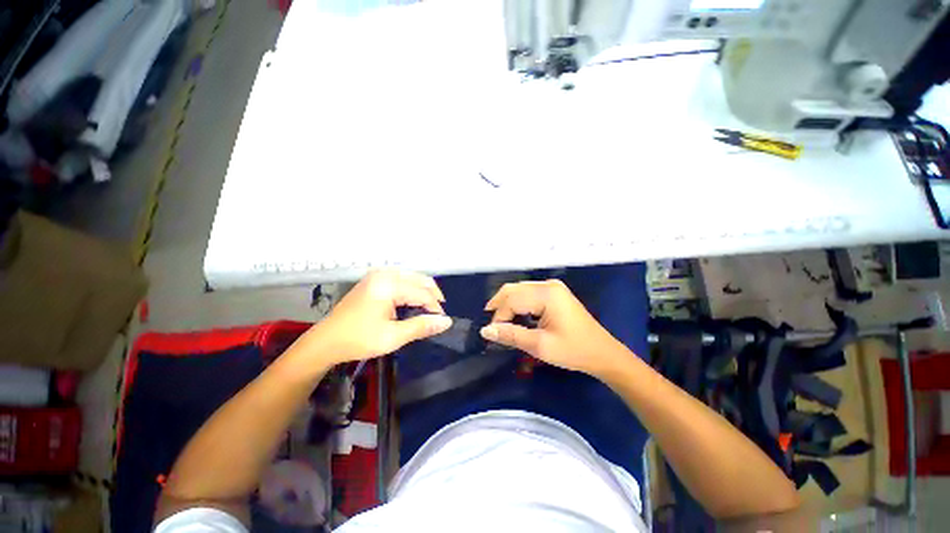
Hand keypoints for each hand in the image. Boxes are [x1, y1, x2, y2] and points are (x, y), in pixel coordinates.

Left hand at [306, 270, 451, 364]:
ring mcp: (378, 275)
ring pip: (412, 277)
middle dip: (432, 295)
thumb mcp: (393, 337)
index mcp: (388, 285)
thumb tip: (446, 322)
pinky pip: (401, 279)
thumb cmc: (359, 340)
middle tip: (437, 314)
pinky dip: (412, 289)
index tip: (441, 321)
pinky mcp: (374, 280)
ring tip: (428, 308)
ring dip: (423, 291)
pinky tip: (413, 301)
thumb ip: (422, 326)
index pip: (422, 292)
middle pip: (419, 279)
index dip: (435, 307)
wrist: (325, 342)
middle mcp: (384, 274)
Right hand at [480, 280, 625, 376]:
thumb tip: (485, 330)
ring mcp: (553, 287)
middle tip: (492, 325)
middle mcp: (548, 285)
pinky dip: (519, 303)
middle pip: (514, 289)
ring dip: (508, 304)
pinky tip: (516, 316)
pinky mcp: (555, 293)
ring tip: (501, 323)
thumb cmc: (573, 351)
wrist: (603, 353)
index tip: (493, 334)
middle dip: (500, 306)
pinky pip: (529, 293)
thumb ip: (511, 335)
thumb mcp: (539, 345)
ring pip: (520, 290)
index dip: (499, 316)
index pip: (512, 299)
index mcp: (546, 294)